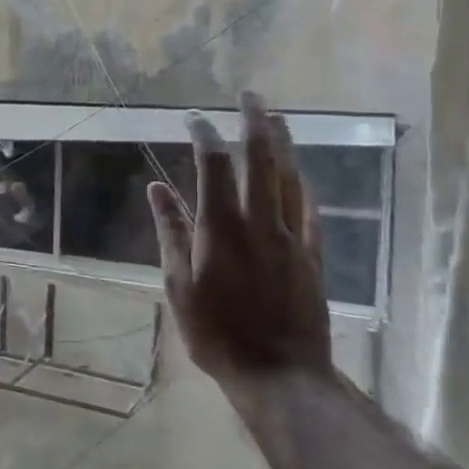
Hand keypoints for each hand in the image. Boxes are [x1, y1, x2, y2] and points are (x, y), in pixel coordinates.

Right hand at [147, 92, 333, 393]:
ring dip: (283, 143)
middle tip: (250, 94)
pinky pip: (309, 208)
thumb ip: (170, 231)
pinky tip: (300, 173)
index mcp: (221, 227)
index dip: (204, 135)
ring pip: (290, 177)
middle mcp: (260, 222)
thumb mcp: (178, 284)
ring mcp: (291, 237)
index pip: (214, 165)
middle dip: (256, 121)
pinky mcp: (312, 255)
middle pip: (262, 159)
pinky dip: (302, 183)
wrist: (279, 373)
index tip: (193, 118)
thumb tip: (156, 188)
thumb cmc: (216, 332)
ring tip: (276, 117)